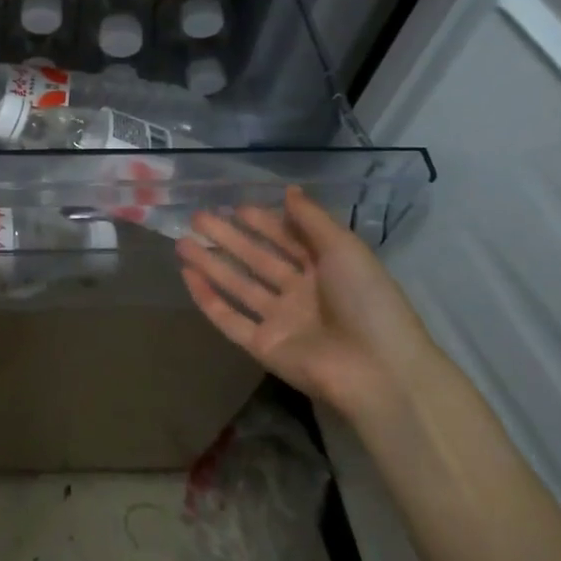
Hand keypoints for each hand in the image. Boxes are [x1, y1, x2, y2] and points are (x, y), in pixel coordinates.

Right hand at [176, 186, 435, 423]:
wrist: (379, 371)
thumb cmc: (367, 301)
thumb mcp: (345, 249)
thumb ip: (312, 219)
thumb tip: (288, 190)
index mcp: (327, 270)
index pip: (288, 240)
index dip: (264, 223)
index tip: (235, 206)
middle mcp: (301, 294)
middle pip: (257, 260)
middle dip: (228, 238)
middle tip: (197, 217)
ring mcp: (280, 322)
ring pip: (238, 286)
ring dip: (210, 263)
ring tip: (181, 242)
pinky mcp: (263, 347)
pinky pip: (229, 319)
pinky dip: (207, 298)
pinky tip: (186, 275)